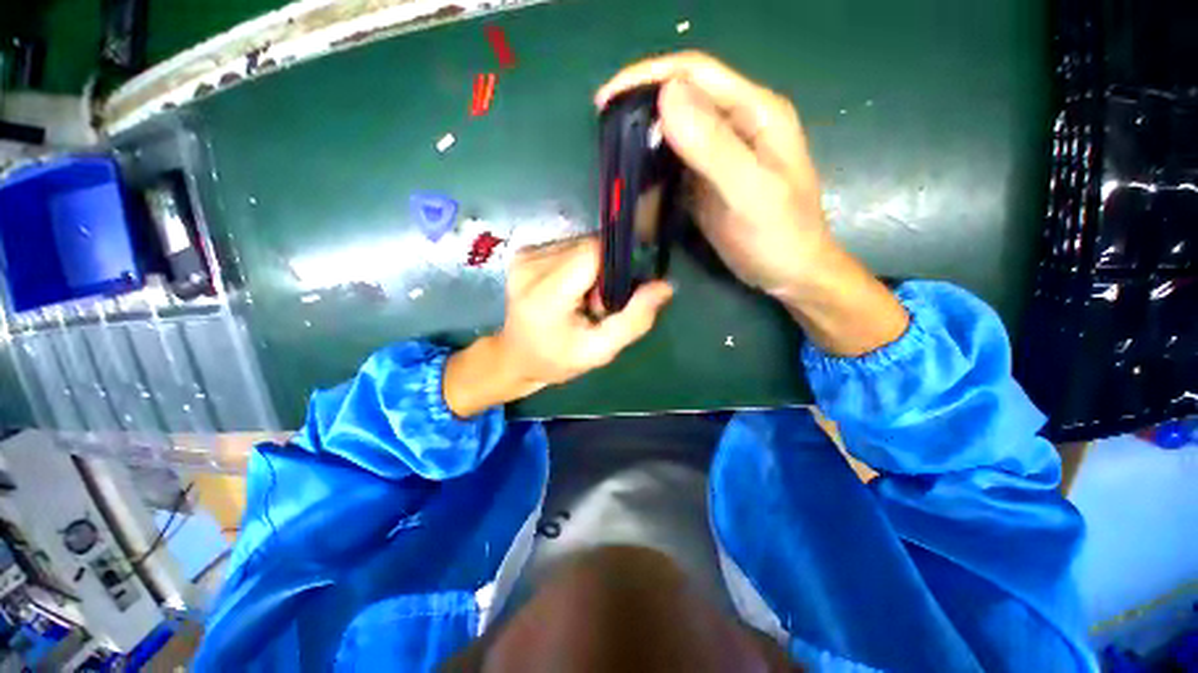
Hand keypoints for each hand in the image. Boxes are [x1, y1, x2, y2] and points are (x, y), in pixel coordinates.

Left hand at [444, 237, 673, 416]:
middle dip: (603, 271)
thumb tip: (665, 286)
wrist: (516, 357)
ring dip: (591, 267)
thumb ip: (634, 320)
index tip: (616, 292)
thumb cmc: (558, 359)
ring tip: (581, 298)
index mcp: (546, 294)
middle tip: (597, 304)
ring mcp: (523, 256)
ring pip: (579, 244)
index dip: (614, 265)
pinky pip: (566, 246)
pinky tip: (568, 289)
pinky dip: (576, 264)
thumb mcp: (601, 350)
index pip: (592, 252)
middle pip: (588, 246)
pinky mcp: (523, 252)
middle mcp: (530, 266)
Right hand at [596, 51, 829, 295]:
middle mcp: (736, 125)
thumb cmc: (780, 235)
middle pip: (681, 101)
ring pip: (673, 134)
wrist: (789, 273)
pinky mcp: (707, 181)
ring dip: (643, 145)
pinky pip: (673, 167)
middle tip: (607, 135)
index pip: (696, 74)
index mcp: (755, 112)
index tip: (607, 99)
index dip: (649, 77)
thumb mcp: (750, 191)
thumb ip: (713, 146)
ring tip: (616, 162)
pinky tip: (637, 186)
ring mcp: (720, 154)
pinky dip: (652, 173)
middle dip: (642, 112)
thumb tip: (666, 95)